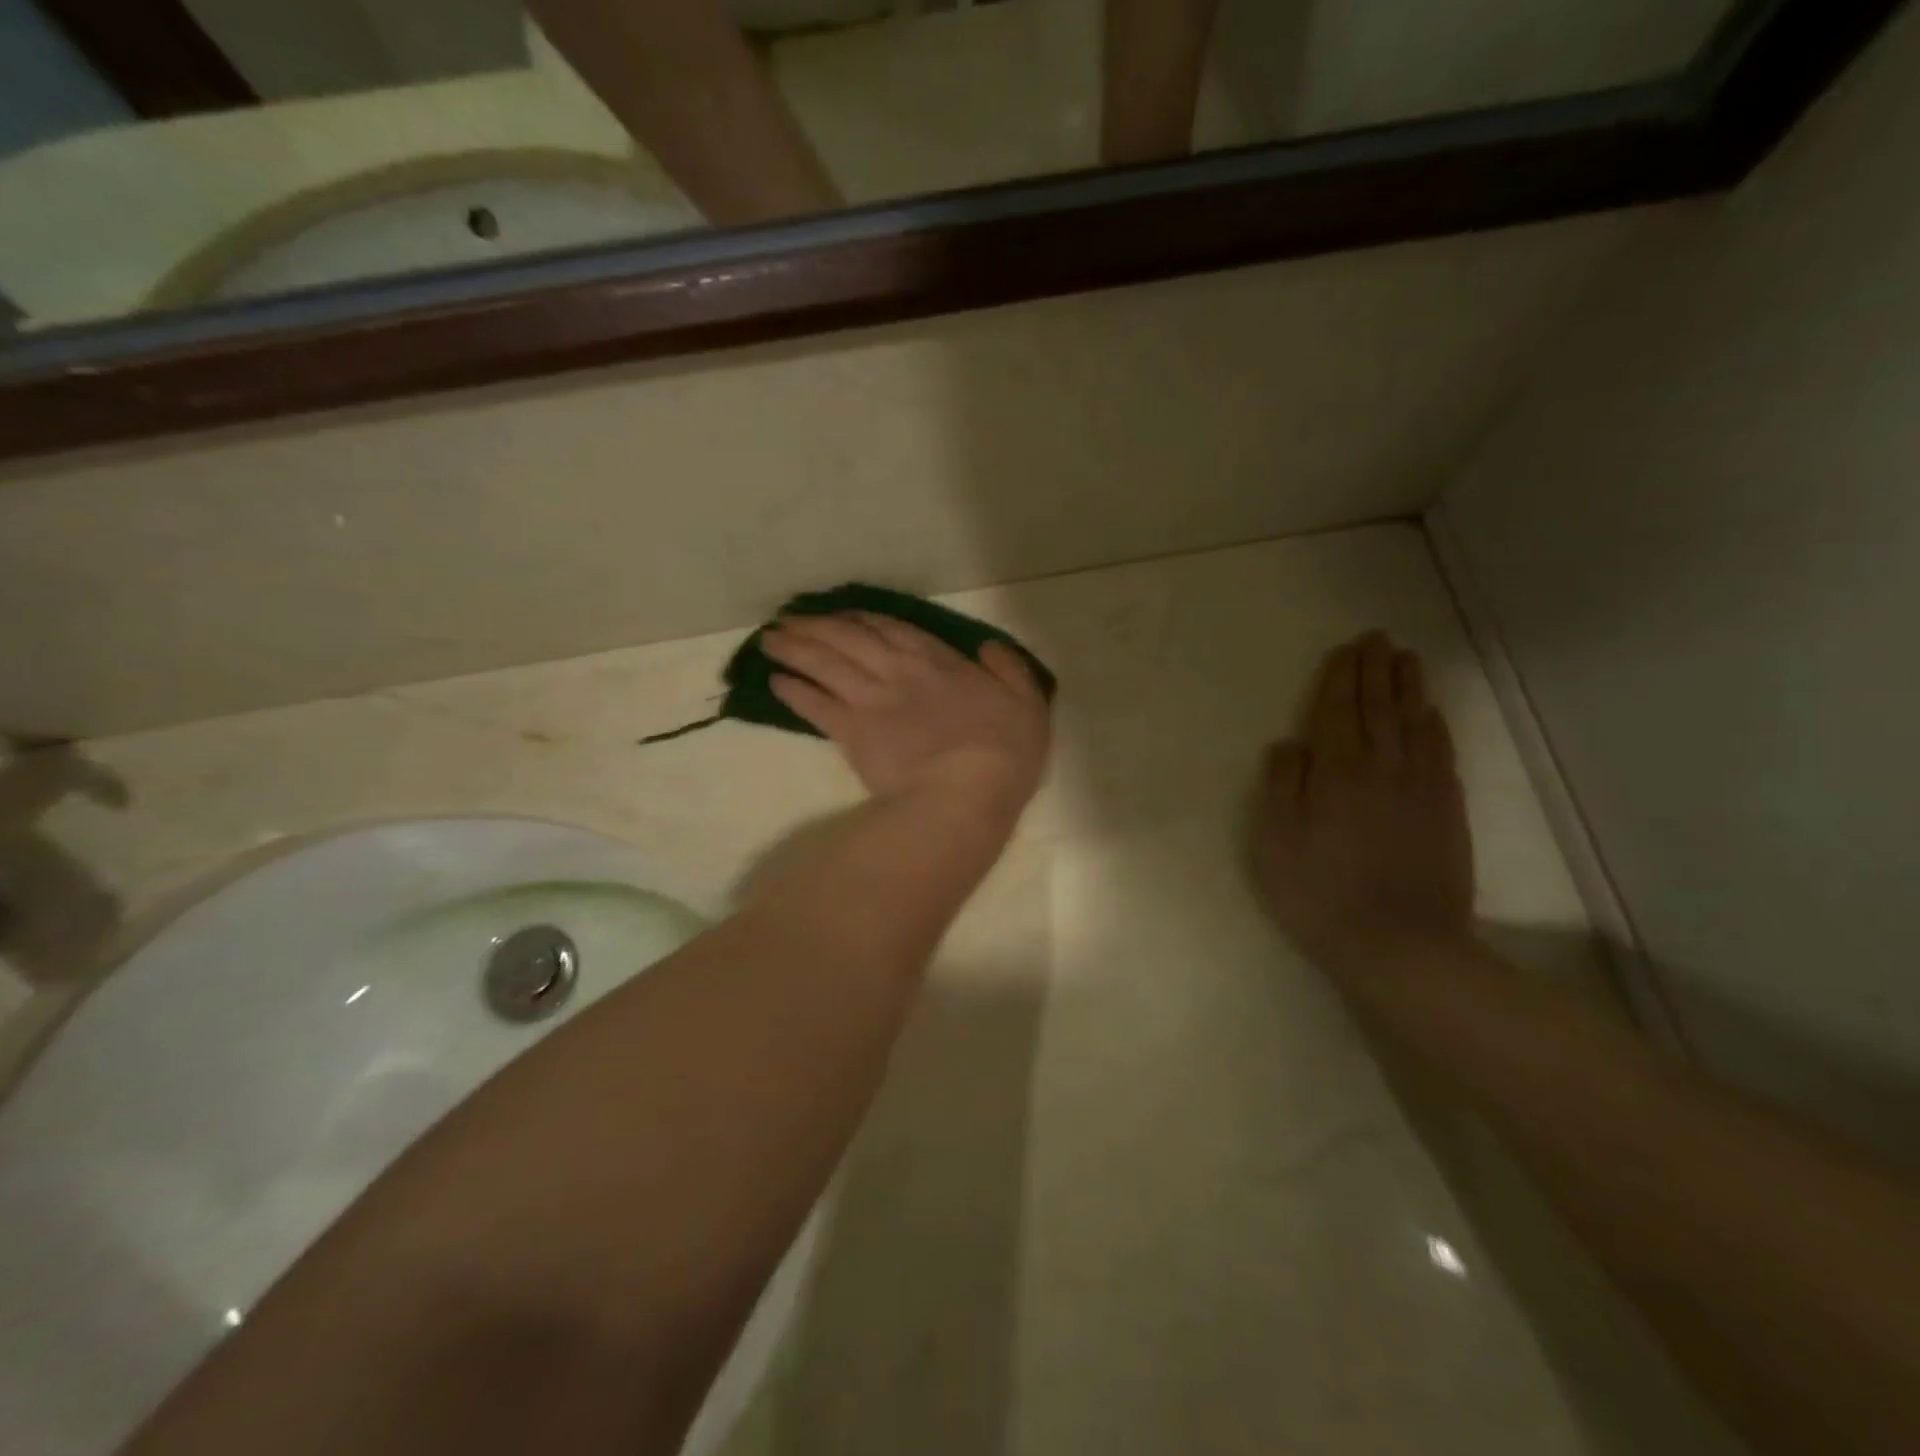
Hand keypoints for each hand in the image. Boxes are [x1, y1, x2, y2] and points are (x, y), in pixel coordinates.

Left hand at [762, 614, 1051, 819]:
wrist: (967, 791)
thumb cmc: (1005, 750)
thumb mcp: (1027, 702)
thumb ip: (1008, 669)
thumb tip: (988, 648)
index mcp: (938, 661)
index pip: (891, 629)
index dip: (861, 619)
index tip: (840, 615)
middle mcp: (897, 670)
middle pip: (847, 638)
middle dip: (815, 626)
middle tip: (787, 620)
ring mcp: (871, 699)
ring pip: (824, 664)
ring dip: (794, 649)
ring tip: (770, 640)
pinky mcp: (852, 733)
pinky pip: (815, 706)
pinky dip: (794, 692)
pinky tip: (776, 682)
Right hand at [1251, 632, 1474, 982]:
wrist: (1401, 946)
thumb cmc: (1320, 895)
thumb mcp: (1276, 843)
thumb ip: (1281, 787)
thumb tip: (1287, 743)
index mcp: (1336, 773)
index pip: (1337, 711)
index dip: (1340, 678)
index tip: (1345, 649)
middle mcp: (1381, 768)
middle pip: (1379, 708)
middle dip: (1375, 670)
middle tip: (1377, 638)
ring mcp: (1420, 788)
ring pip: (1414, 724)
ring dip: (1408, 688)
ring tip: (1406, 659)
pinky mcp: (1446, 811)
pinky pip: (1441, 754)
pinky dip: (1436, 727)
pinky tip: (1432, 714)